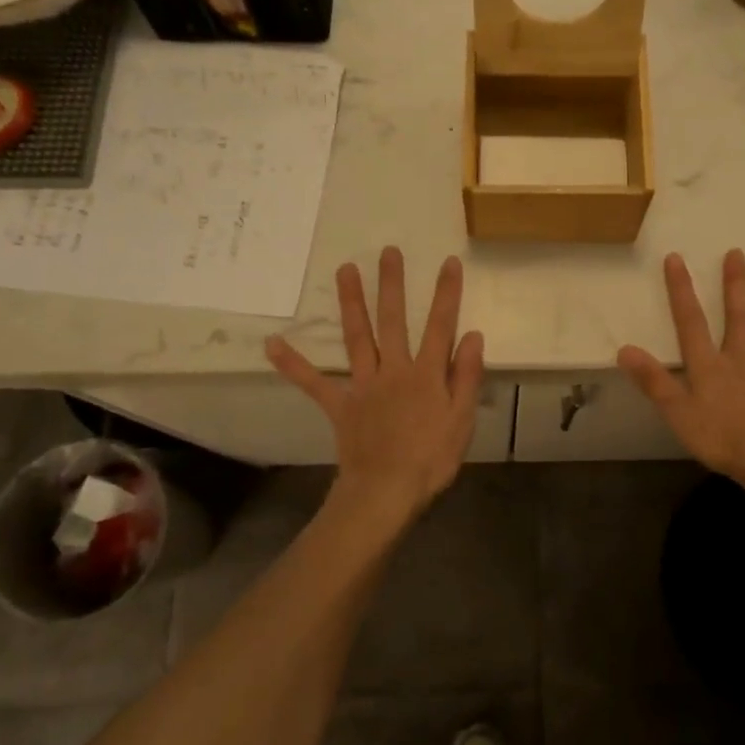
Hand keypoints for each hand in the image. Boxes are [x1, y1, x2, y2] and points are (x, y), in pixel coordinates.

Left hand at [266, 247, 484, 521]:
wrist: (387, 492)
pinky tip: (272, 343)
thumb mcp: (462, 420)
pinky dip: (293, 363)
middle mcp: (394, 370)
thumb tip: (472, 335)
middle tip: (388, 252)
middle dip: (392, 285)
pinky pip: (314, 382)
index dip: (446, 293)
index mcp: (427, 375)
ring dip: (351, 303)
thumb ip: (467, 376)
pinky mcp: (340, 405)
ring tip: (344, 270)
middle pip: (393, 321)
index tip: (448, 262)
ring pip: (357, 338)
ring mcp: (363, 385)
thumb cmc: (431, 459)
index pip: (440, 326)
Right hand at [618, 250, 744, 487]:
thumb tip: (625, 349)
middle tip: (737, 254)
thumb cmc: (717, 438)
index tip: (677, 258)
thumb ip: (653, 380)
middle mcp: (738, 363)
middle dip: (735, 286)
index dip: (682, 291)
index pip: (691, 323)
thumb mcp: (675, 412)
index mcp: (708, 366)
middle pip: (737, 320)